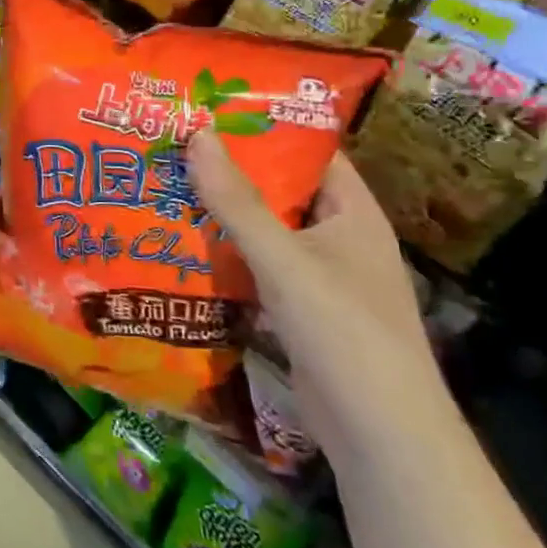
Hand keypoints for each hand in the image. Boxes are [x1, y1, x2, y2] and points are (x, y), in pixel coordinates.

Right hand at [186, 130, 437, 445]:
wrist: (381, 438)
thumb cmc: (344, 333)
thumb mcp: (285, 260)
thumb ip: (236, 201)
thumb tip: (197, 133)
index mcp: (351, 213)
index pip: (309, 151)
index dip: (264, 127)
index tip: (208, 109)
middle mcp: (338, 238)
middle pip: (279, 190)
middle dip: (229, 170)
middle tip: (172, 145)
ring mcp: (320, 278)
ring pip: (264, 231)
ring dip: (221, 214)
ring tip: (164, 185)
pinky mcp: (299, 312)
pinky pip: (257, 269)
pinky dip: (225, 256)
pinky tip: (181, 246)